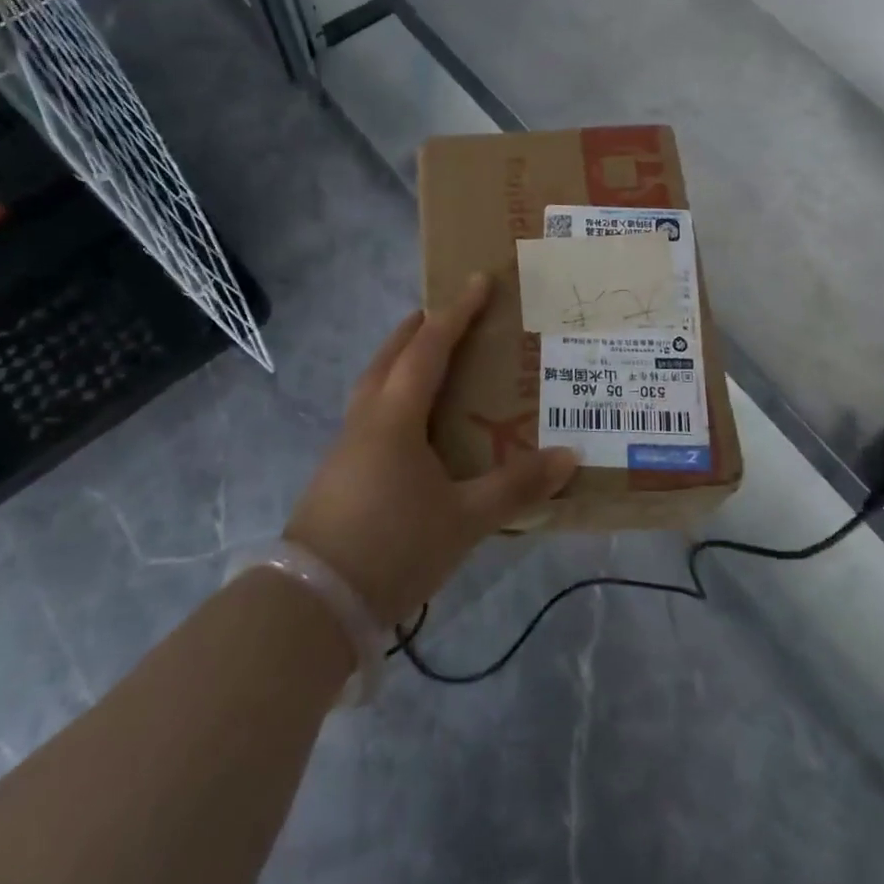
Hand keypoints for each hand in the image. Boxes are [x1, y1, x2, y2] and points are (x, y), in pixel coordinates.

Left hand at [283, 273, 579, 625]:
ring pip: (374, 383)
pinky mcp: (337, 471)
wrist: (313, 603)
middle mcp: (367, 418)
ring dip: (400, 360)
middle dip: (419, 328)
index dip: (457, 312)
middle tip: (446, 313)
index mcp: (396, 415)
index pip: (430, 347)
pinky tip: (409, 426)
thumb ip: (516, 486)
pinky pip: (370, 412)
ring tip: (428, 361)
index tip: (479, 281)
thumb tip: (569, 457)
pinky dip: (392, 395)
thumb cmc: (394, 546)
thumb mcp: (465, 519)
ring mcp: (346, 444)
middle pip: (391, 356)